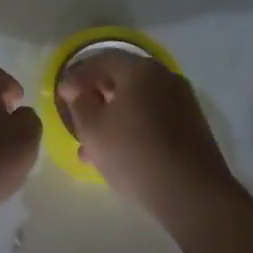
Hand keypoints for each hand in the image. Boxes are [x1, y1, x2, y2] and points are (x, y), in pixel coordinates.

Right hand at [56, 52, 231, 217]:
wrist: (192, 193)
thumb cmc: (134, 153)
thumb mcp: (93, 129)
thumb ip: (80, 104)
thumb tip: (80, 92)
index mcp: (141, 70)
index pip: (103, 60)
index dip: (78, 76)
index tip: (61, 96)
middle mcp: (165, 78)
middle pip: (123, 81)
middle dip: (96, 98)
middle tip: (76, 117)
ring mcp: (183, 104)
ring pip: (138, 105)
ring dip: (112, 119)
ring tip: (90, 147)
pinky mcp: (191, 129)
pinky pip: (153, 121)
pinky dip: (132, 131)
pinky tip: (117, 156)